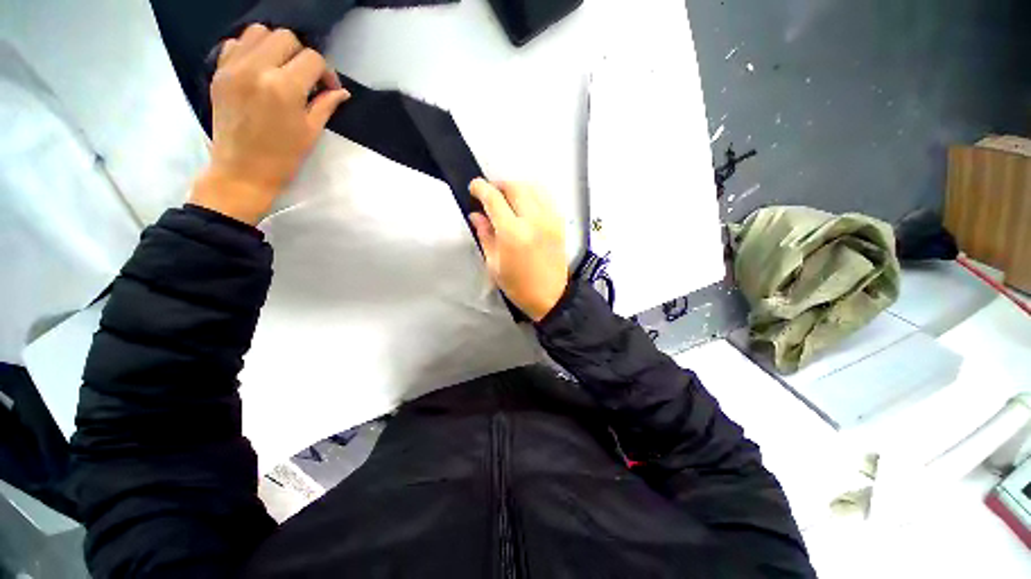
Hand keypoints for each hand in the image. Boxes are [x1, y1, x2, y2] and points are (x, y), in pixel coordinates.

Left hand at [189, 24, 349, 224]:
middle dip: (302, 55)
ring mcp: (234, 67)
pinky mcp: (219, 72)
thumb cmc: (283, 157)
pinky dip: (251, 49)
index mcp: (284, 87)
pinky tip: (259, 69)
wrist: (242, 171)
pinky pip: (236, 43)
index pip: (313, 59)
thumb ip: (326, 105)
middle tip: (305, 77)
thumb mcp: (311, 132)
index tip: (328, 89)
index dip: (326, 72)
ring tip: (281, 68)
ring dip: (276, 45)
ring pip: (259, 32)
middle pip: (286, 38)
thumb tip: (341, 91)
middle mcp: (257, 68)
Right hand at [469, 179, 568, 321]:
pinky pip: (545, 197)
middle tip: (490, 194)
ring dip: (516, 187)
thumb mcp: (494, 264)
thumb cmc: (518, 286)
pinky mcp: (559, 222)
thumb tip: (475, 214)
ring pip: (532, 187)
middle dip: (498, 185)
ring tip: (507, 198)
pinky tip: (525, 204)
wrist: (551, 296)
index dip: (481, 188)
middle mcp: (533, 220)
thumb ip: (485, 235)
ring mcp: (549, 219)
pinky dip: (532, 194)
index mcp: (513, 233)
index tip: (473, 187)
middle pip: (514, 186)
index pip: (494, 198)